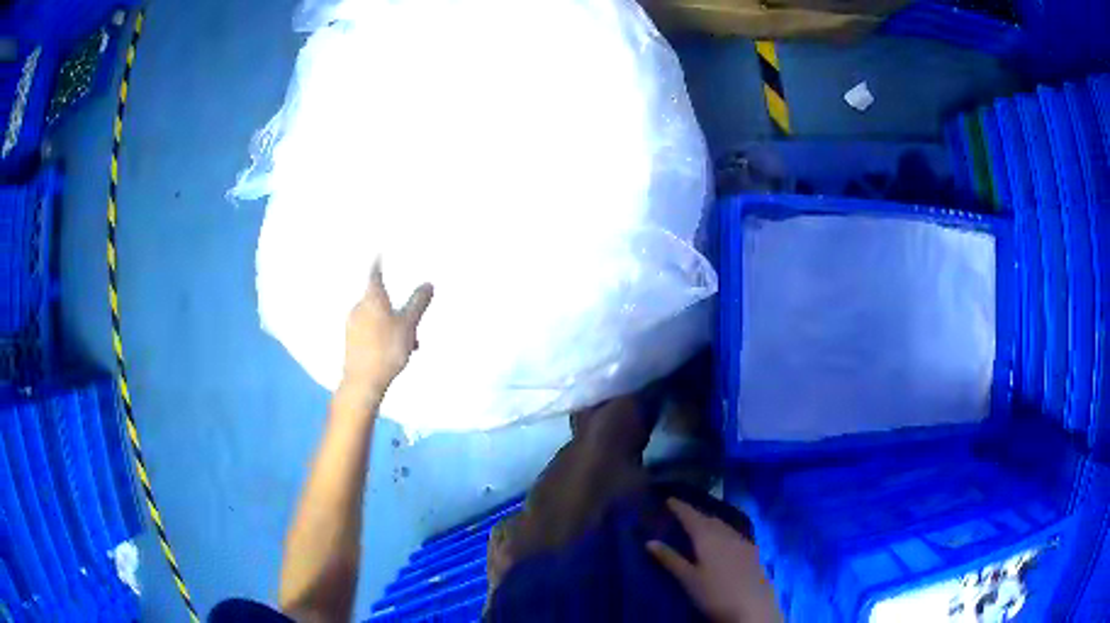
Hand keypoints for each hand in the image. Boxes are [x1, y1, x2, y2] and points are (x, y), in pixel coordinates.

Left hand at [340, 260, 432, 398]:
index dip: (379, 260)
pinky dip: (383, 334)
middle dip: (396, 305)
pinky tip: (395, 351)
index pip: (375, 271)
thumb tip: (428, 284)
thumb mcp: (409, 325)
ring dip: (392, 324)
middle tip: (412, 320)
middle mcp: (358, 306)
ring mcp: (352, 324)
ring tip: (409, 343)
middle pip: (378, 297)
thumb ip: (418, 303)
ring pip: (376, 316)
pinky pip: (369, 329)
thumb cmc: (386, 350)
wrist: (362, 382)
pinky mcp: (351, 340)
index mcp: (372, 297)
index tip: (380, 250)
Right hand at [647, 498, 782, 622]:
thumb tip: (649, 542)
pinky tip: (722, 541)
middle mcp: (727, 535)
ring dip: (711, 522)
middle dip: (696, 514)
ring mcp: (743, 542)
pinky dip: (723, 532)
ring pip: (724, 526)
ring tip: (700, 525)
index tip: (669, 499)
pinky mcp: (753, 552)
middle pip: (710, 519)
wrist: (752, 607)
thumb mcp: (688, 579)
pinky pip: (734, 534)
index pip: (692, 517)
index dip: (680, 508)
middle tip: (682, 513)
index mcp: (709, 538)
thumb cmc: (714, 594)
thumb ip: (670, 559)